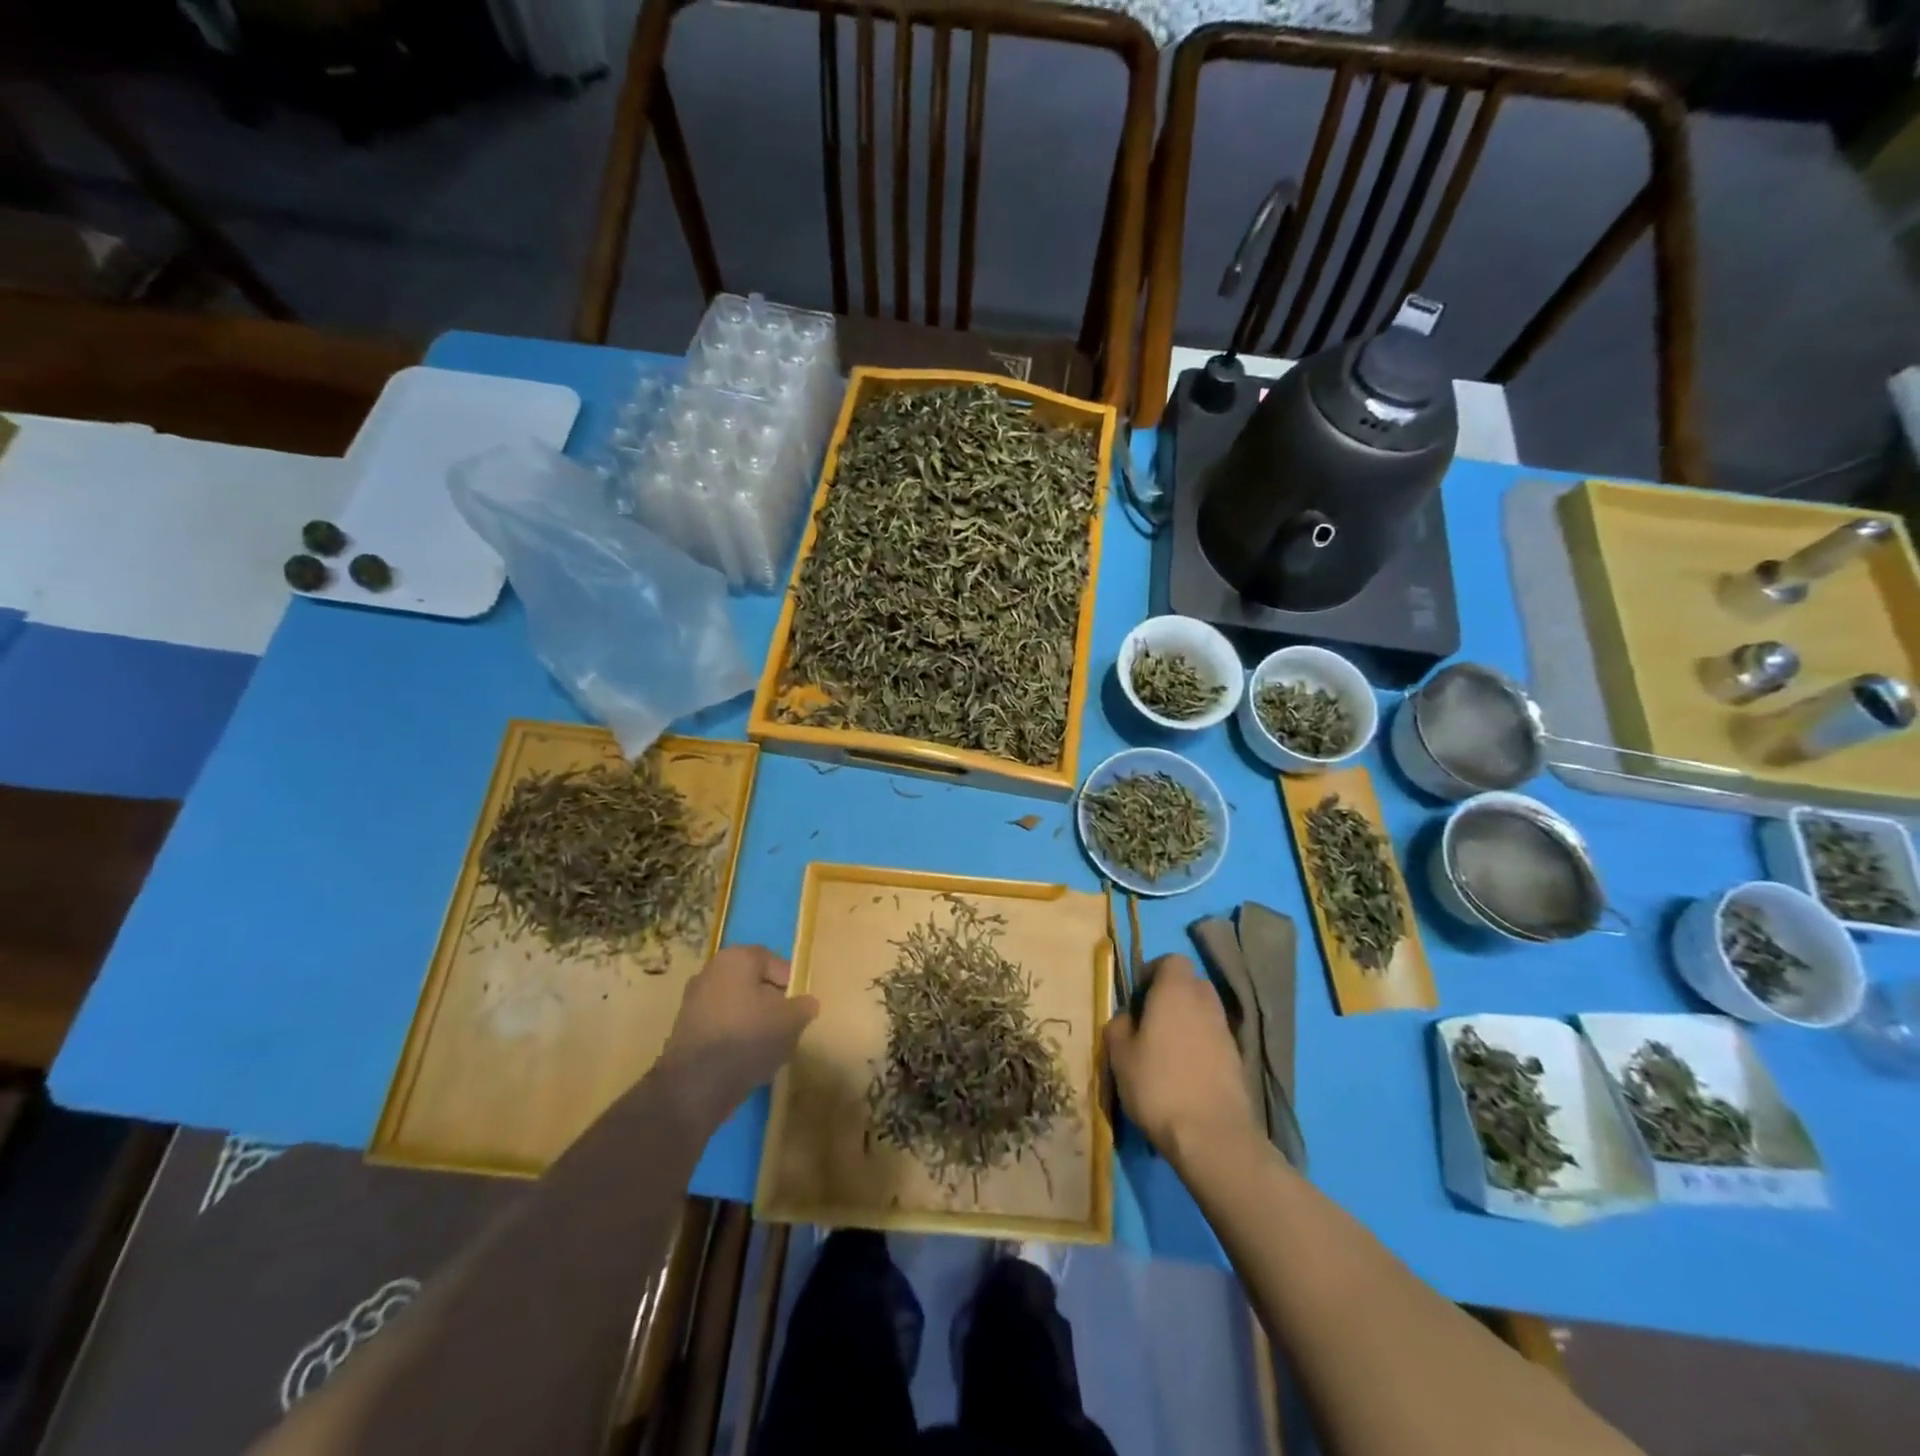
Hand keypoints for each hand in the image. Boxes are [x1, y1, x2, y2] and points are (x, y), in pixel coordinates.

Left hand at [657, 946, 818, 1125]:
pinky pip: (720, 1025)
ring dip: (753, 1020)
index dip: (790, 981)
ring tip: (770, 1046)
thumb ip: (804, 1007)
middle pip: (751, 982)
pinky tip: (747, 1058)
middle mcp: (710, 972)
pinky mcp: (684, 1031)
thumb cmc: (748, 1038)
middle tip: (788, 1024)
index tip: (800, 1005)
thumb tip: (806, 1003)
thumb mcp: (791, 1021)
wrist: (696, 1086)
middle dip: (771, 1001)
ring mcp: (693, 1002)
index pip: (771, 960)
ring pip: (736, 1005)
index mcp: (736, 959)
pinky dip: (735, 1036)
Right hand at [1104, 954, 1256, 1164]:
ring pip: (1203, 1012)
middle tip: (1150, 1021)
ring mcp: (1226, 1031)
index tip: (1137, 996)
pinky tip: (1184, 1074)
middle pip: (1190, 984)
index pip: (1171, 960)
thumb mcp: (1120, 1055)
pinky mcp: (1238, 1060)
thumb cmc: (1158, 1085)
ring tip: (1165, 1051)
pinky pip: (1213, 1039)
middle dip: (1171, 996)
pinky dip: (1200, 1046)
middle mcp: (1205, 1002)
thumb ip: (1119, 1026)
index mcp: (1176, 991)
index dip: (1153, 972)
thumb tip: (1128, 1019)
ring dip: (1186, 1022)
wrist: (1212, 1136)